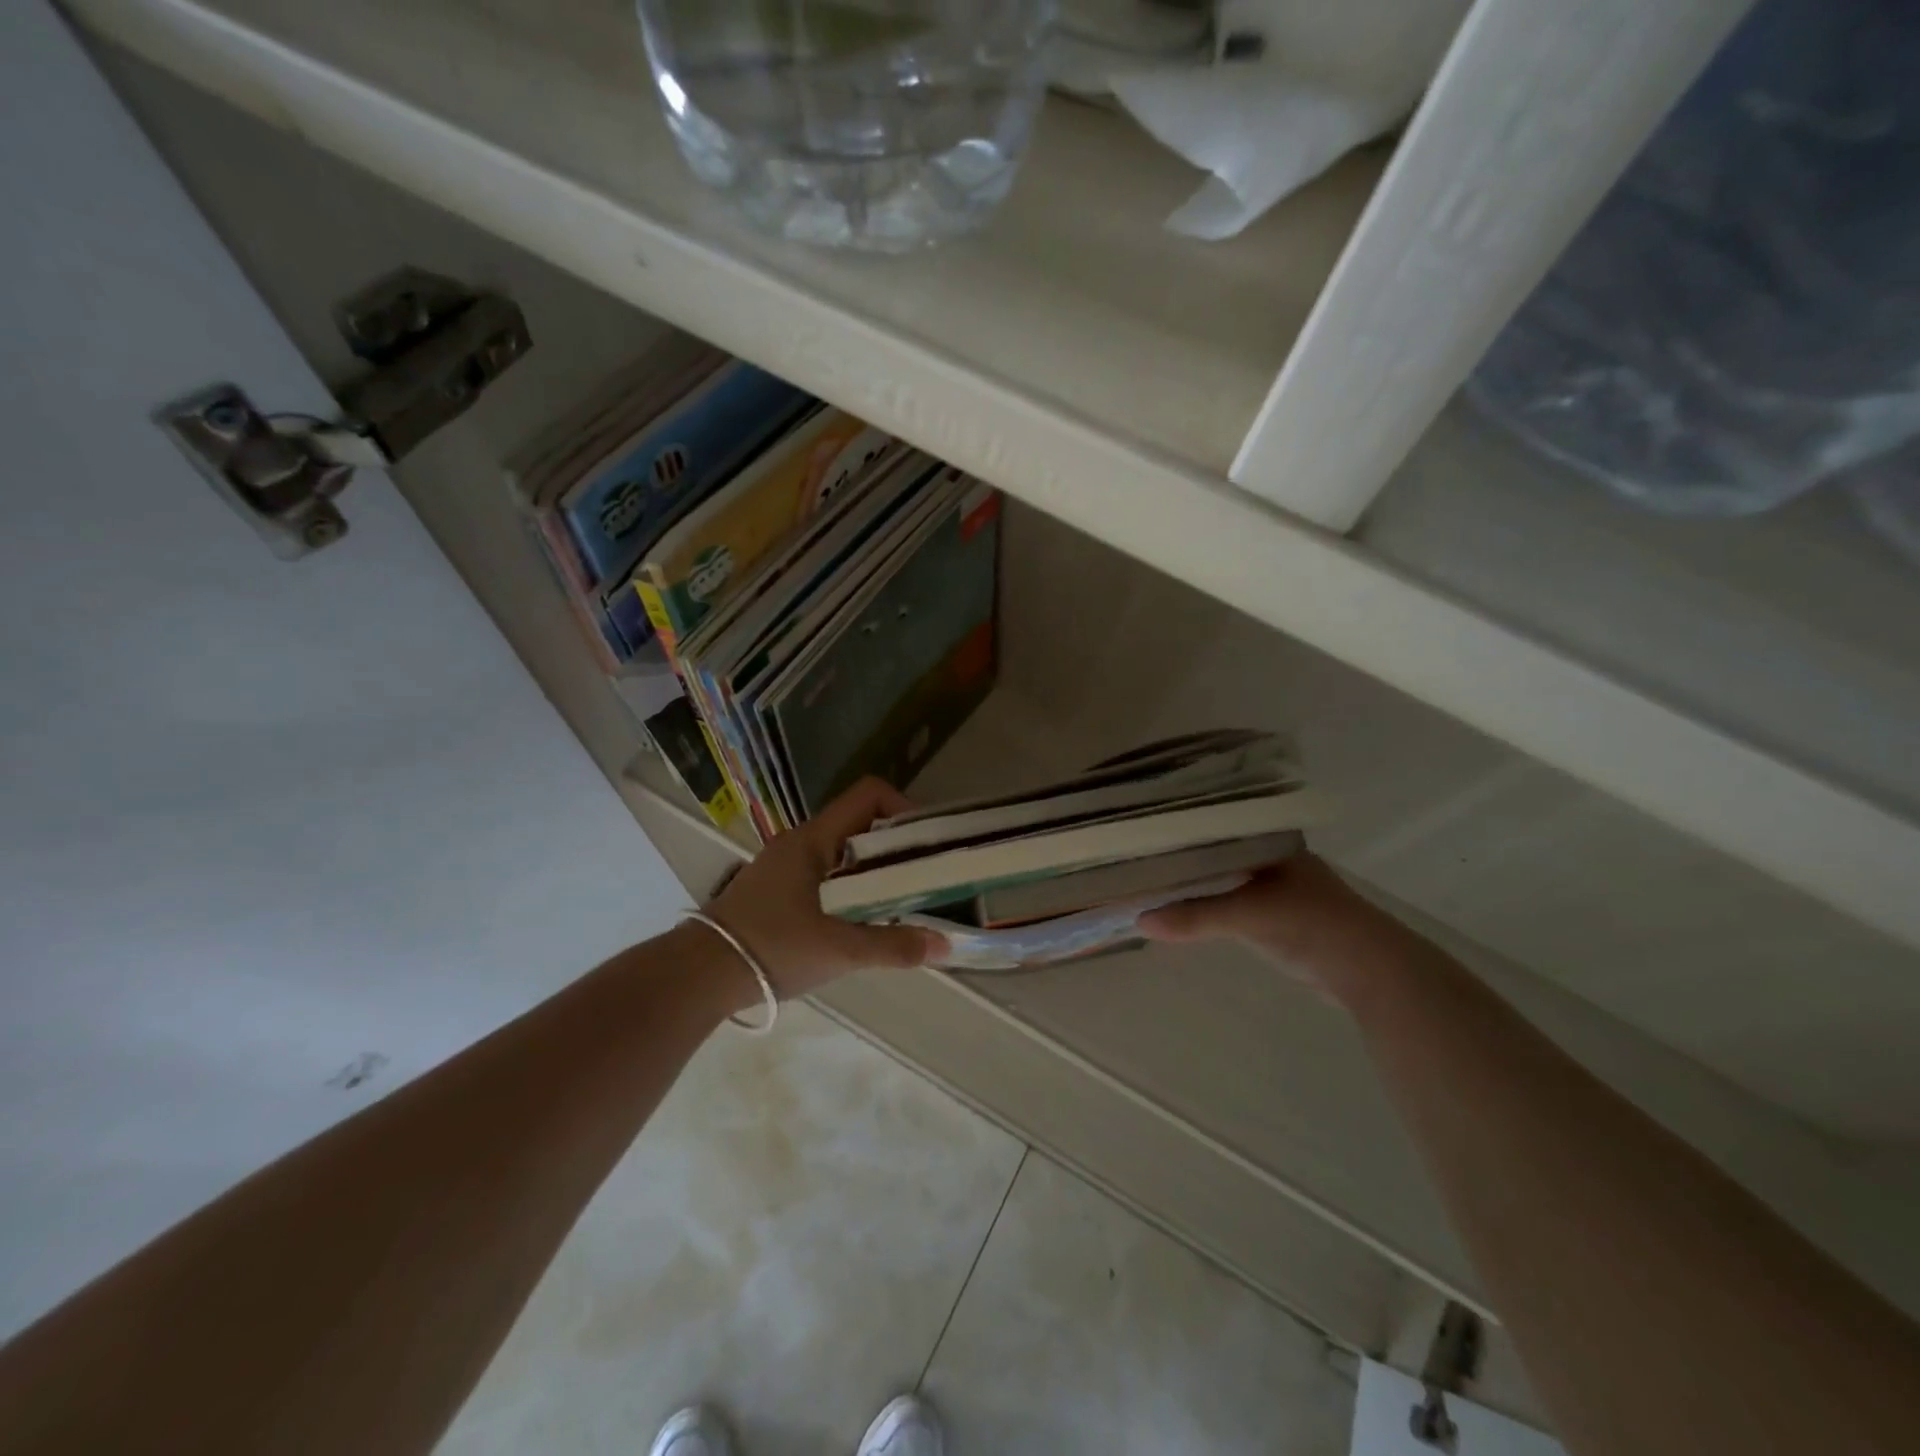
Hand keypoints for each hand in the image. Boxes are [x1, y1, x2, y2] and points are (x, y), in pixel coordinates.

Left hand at [705, 778, 947, 1000]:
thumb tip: (946, 946)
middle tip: (926, 876)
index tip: (926, 843)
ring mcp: (786, 866)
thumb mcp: (838, 950)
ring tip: (903, 899)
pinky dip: (853, 887)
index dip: (904, 808)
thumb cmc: (770, 948)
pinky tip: (864, 920)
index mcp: (813, 839)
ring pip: (844, 852)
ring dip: (875, 870)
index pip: (869, 795)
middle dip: (896, 846)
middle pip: (860, 824)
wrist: (697, 976)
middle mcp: (800, 842)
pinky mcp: (778, 891)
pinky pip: (827, 874)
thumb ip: (893, 946)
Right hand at [1137, 851, 1424, 1008]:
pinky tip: (1176, 907)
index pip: (1212, 822)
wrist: (1373, 974)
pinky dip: (1203, 904)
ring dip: (1189, 881)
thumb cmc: (1314, 925)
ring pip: (1218, 876)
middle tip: (1132, 855)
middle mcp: (1268, 855)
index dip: (1177, 827)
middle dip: (1177, 855)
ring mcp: (1272, 885)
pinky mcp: (1273, 915)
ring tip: (1144, 879)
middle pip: (1211, 850)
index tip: (1138, 829)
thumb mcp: (1250, 916)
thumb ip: (1196, 917)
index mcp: (1268, 838)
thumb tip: (1139, 921)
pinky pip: (1226, 901)